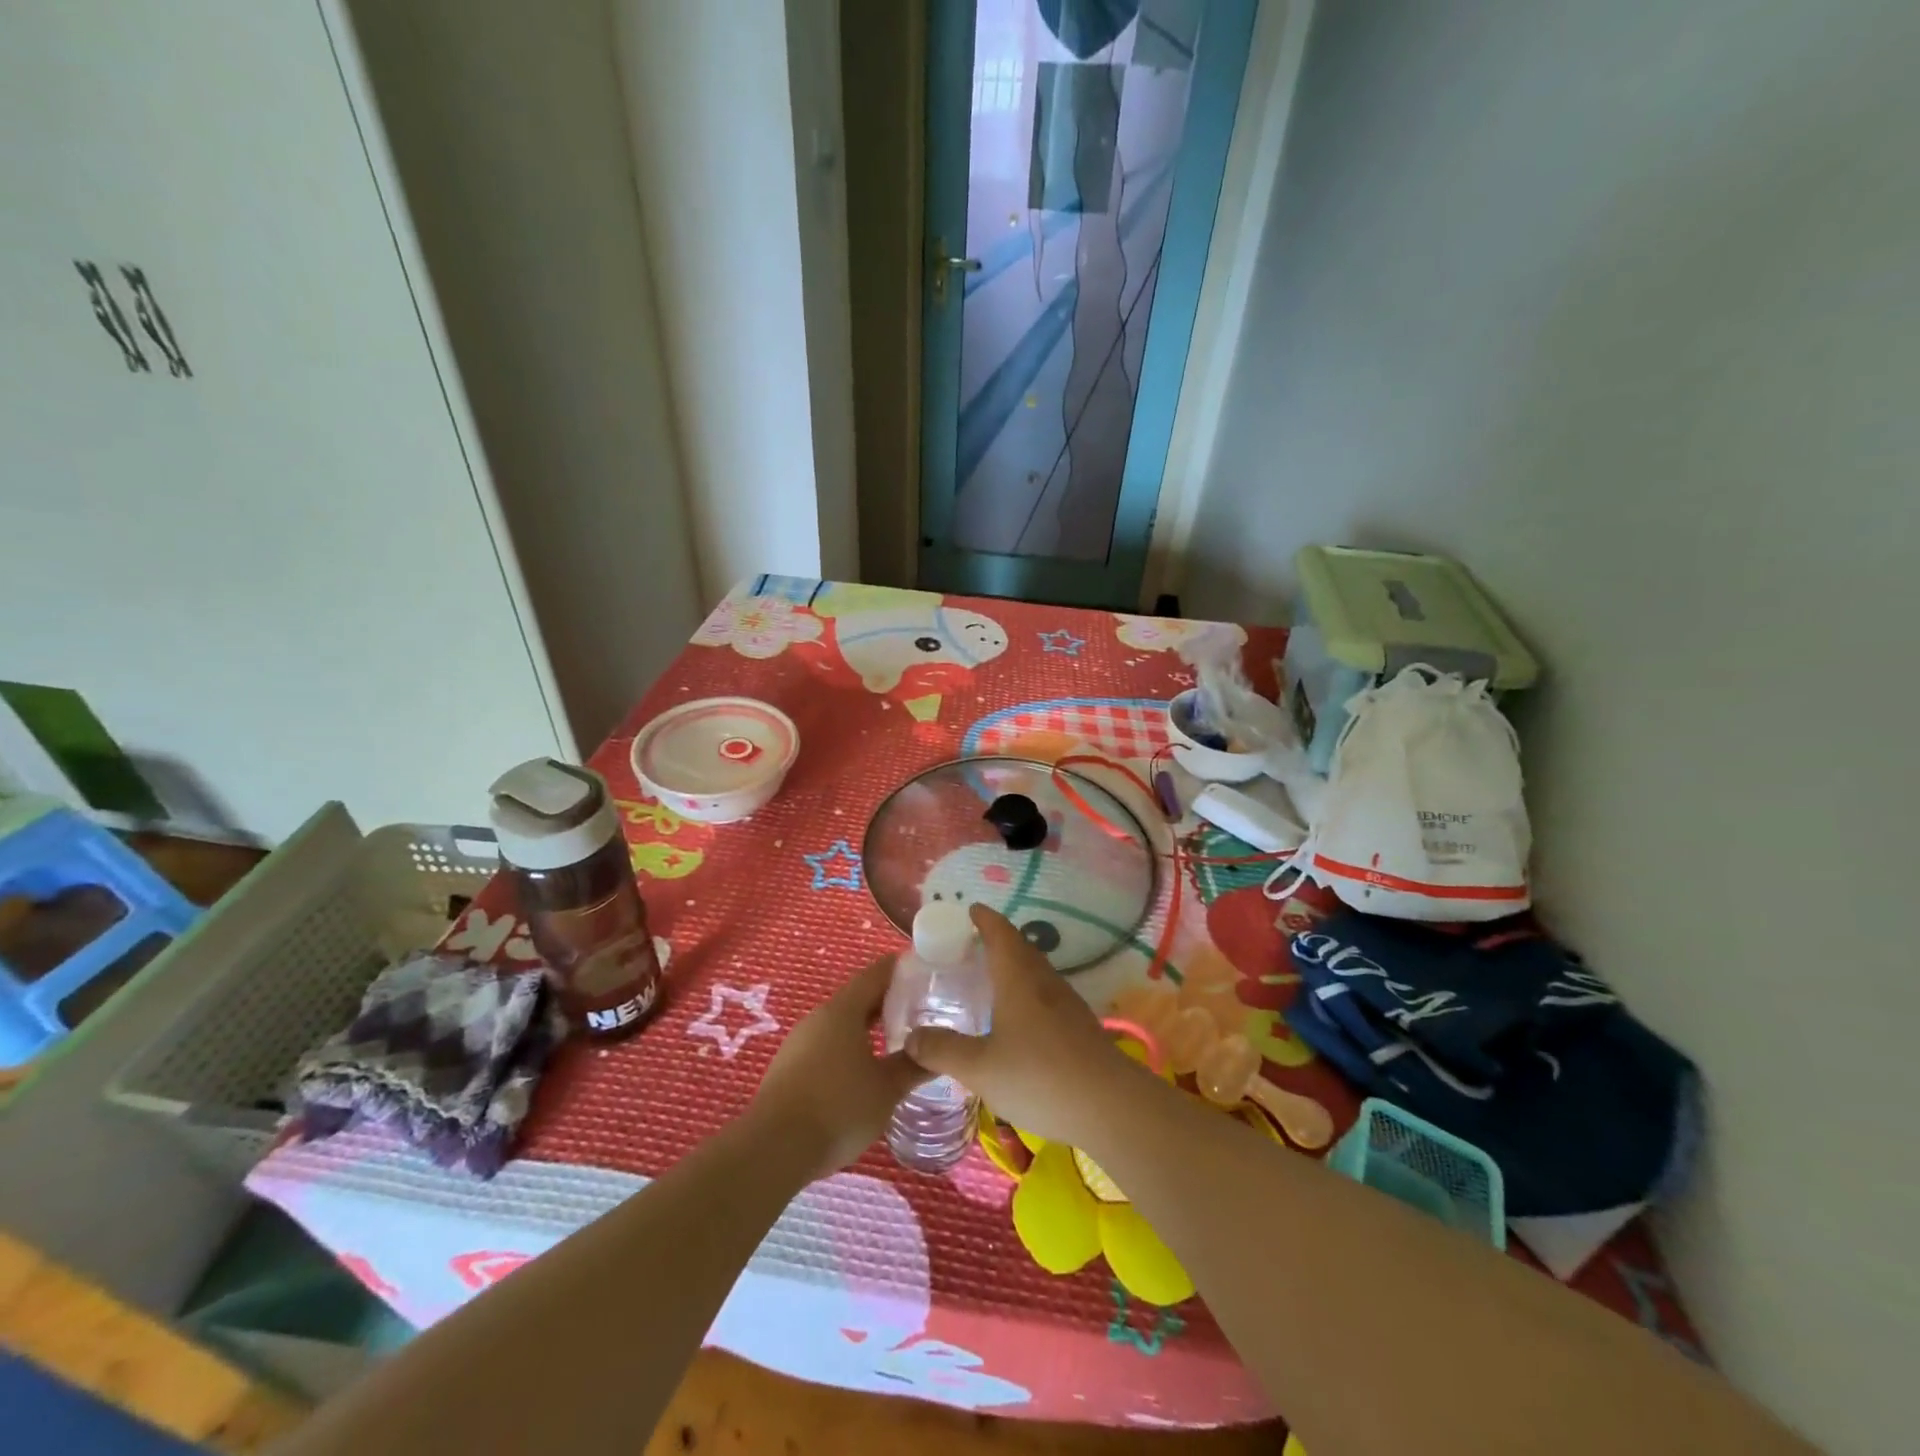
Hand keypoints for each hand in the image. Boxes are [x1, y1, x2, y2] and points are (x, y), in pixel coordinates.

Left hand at [752, 955, 927, 1179]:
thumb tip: (938, 1053)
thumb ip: (914, 1066)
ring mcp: (799, 1043)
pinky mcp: (789, 1068)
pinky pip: (827, 1045)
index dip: (903, 969)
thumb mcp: (886, 1089)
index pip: (877, 973)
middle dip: (890, 1001)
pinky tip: (864, 1071)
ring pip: (842, 1023)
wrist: (772, 1151)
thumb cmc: (837, 1108)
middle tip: (923, 1011)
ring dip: (869, 1027)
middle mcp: (819, 1017)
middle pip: (859, 997)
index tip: (928, 972)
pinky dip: (850, 1048)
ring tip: (898, 1042)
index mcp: (842, 1010)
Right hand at [906, 905, 1133, 1147]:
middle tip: (971, 947)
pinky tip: (1018, 1020)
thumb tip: (911, 1037)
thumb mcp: (979, 1067)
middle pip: (1021, 948)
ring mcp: (1067, 1003)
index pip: (1000, 933)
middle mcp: (1044, 981)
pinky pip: (1046, 996)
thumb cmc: (1039, 1076)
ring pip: (1036, 972)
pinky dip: (1027, 993)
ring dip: (1014, 967)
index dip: (984, 919)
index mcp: (1019, 978)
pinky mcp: (1080, 1026)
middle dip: (997, 941)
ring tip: (991, 980)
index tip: (971, 910)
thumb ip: (943, 1050)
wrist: (1110, 1105)